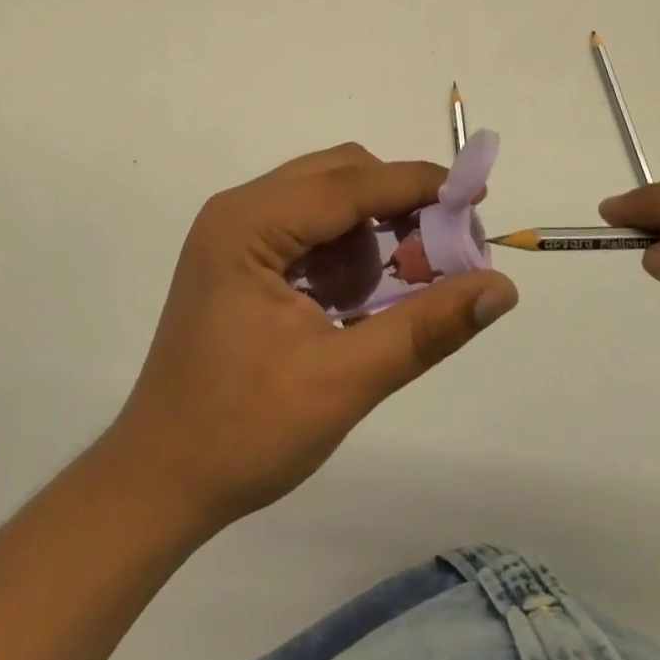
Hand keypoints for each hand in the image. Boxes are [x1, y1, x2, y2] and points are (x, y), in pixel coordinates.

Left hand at [105, 143, 518, 533]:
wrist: (158, 483)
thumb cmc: (244, 432)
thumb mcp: (344, 380)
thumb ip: (426, 327)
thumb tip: (501, 287)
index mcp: (250, 224)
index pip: (350, 182)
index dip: (417, 185)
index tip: (476, 197)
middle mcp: (239, 210)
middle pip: (338, 176)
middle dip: (396, 207)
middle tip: (443, 253)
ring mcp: (235, 232)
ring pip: (326, 200)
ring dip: (370, 233)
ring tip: (392, 293)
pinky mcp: (240, 257)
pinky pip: (308, 229)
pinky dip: (343, 253)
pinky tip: (352, 304)